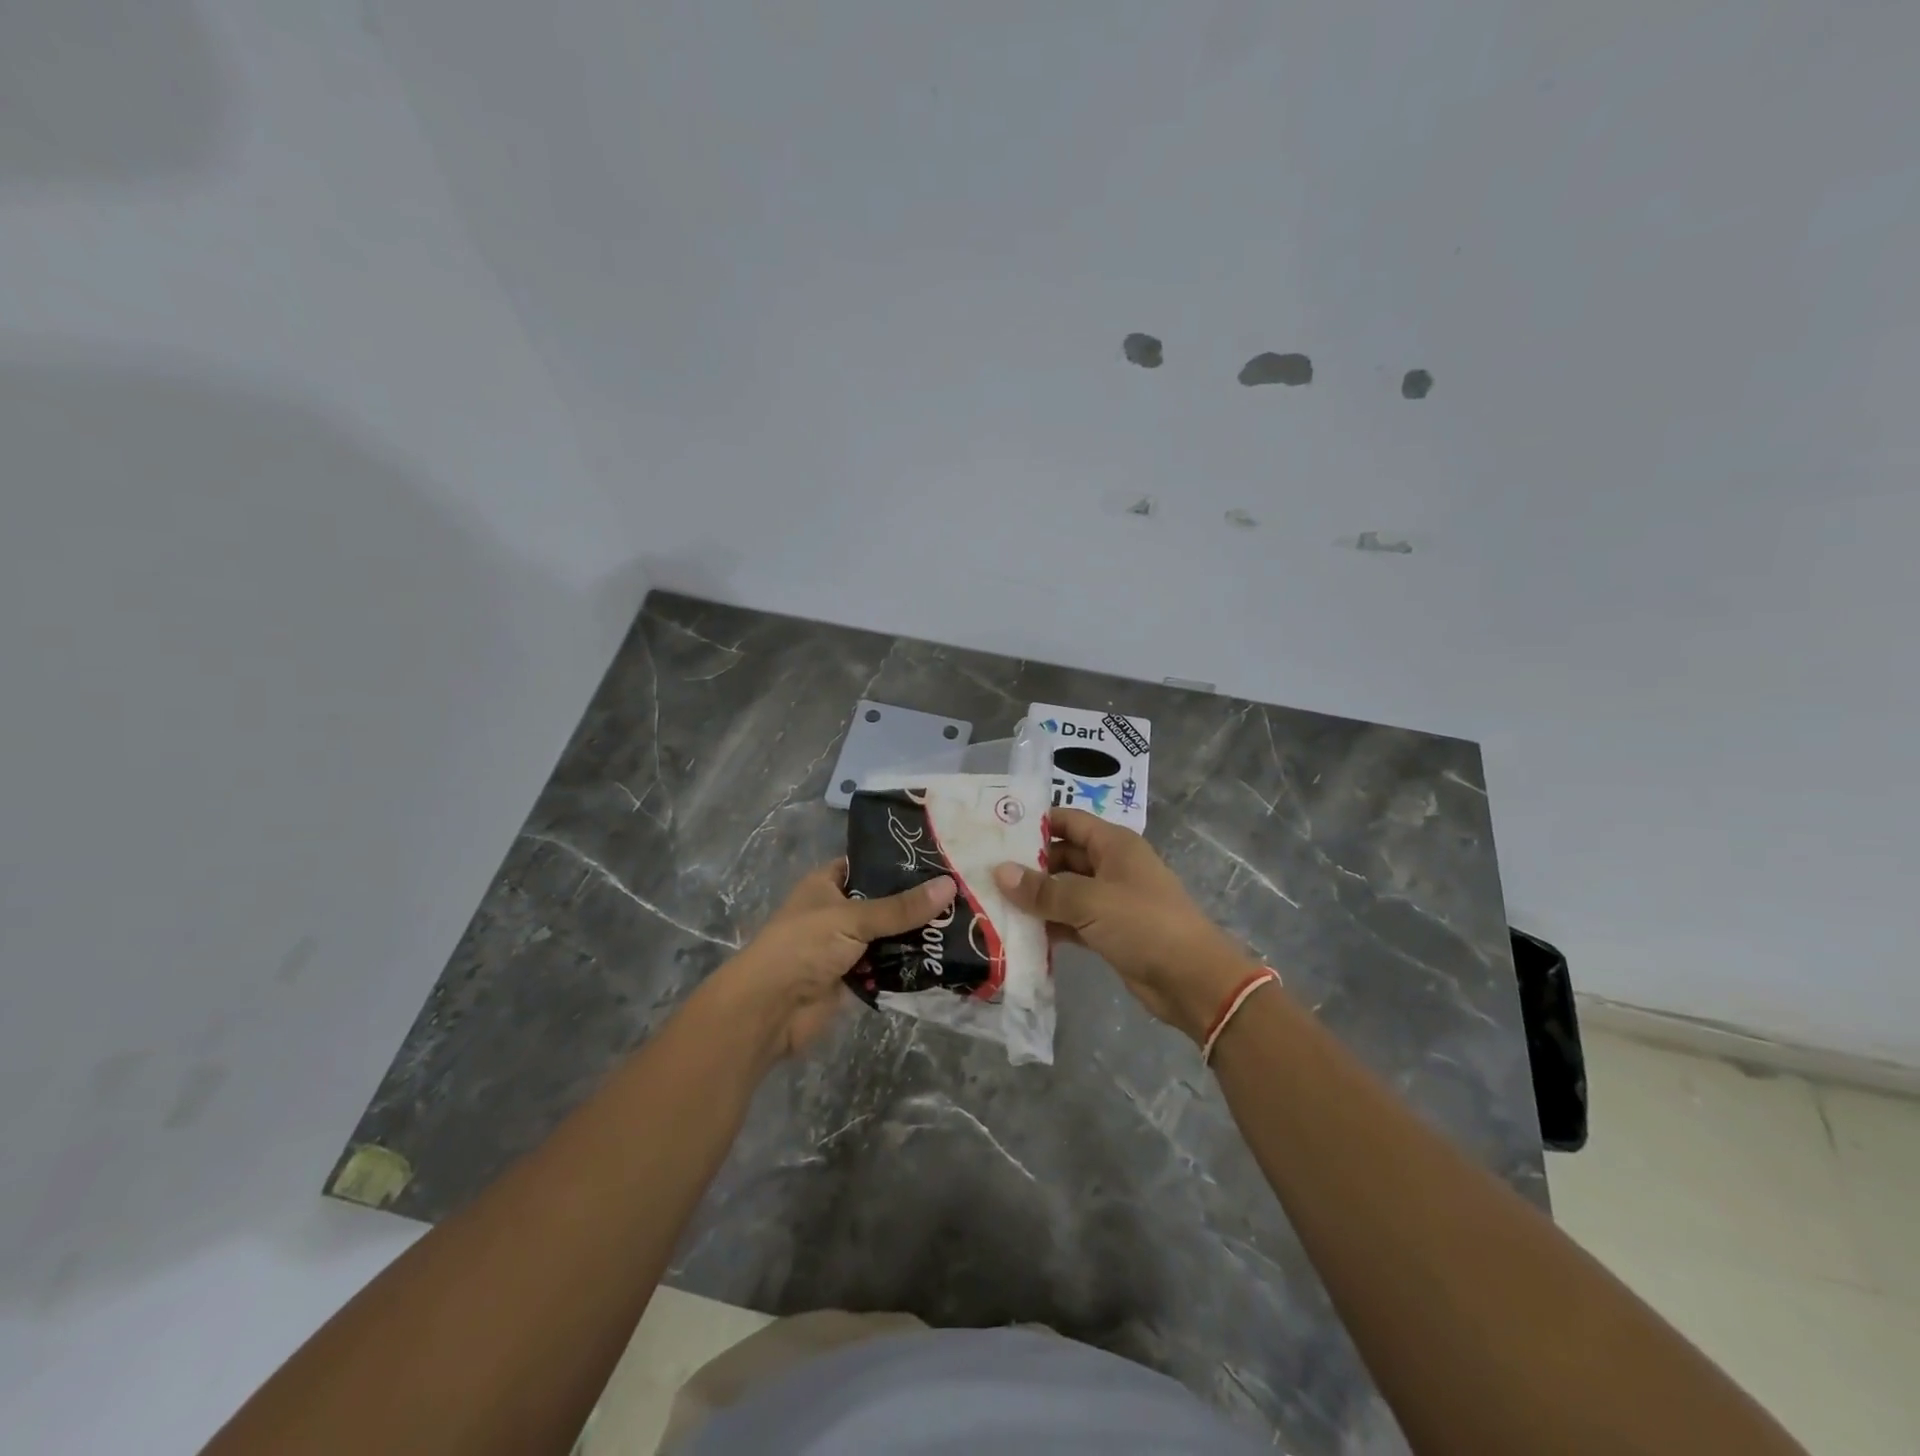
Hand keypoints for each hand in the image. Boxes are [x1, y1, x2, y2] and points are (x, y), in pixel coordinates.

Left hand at [711, 861, 956, 1059]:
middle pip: (884, 902)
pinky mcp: (854, 978)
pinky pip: (889, 966)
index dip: (899, 861)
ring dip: (917, 935)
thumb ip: (901, 907)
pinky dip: (909, 965)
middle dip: (917, 902)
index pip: (868, 864)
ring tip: (965, 923)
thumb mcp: (853, 918)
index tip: (940, 858)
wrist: (770, 1010)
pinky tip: (945, 958)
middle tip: (963, 893)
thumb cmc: (803, 947)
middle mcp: (838, 911)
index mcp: (827, 884)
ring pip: (890, 936)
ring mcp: (846, 946)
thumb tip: (950, 885)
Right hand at [994, 808, 1258, 1042]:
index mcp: (1114, 845)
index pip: (1068, 821)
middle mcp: (1111, 866)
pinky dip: (1050, 924)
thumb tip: (1000, 872)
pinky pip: (1072, 920)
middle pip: (1063, 856)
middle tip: (984, 871)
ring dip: (1036, 898)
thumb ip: (1043, 890)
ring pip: (1065, 891)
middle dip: (1028, 865)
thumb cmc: (1144, 924)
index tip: (996, 831)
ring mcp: (1111, 900)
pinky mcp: (1109, 931)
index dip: (1035, 823)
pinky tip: (1018, 932)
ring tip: (991, 901)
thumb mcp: (1090, 902)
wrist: (1193, 980)